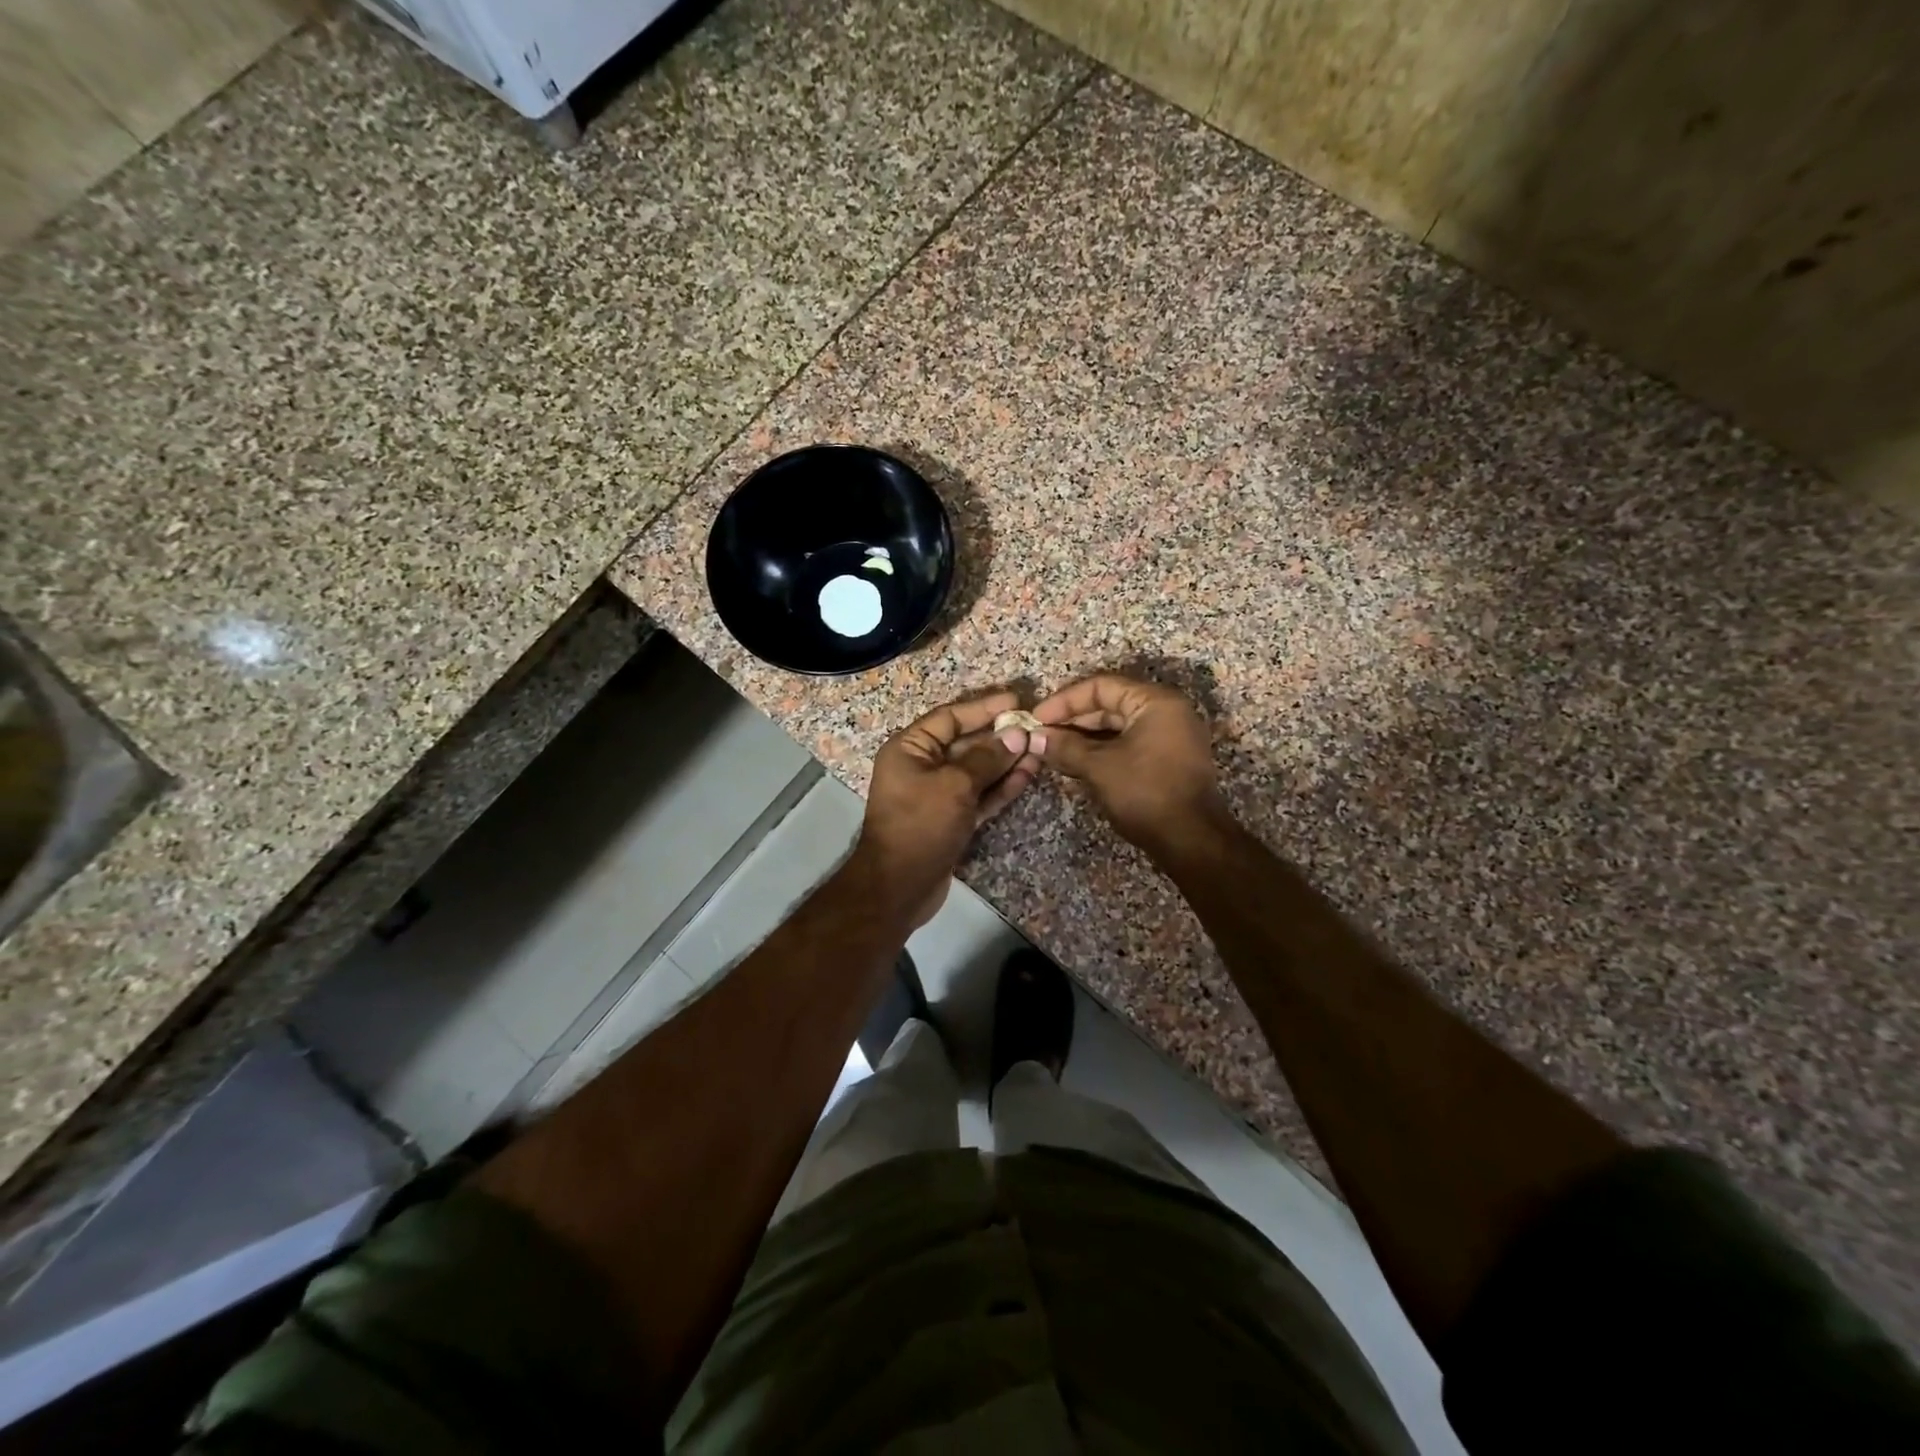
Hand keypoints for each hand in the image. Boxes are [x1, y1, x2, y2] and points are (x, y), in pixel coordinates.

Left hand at [849, 691, 1044, 927]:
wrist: (899, 887)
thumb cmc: (920, 824)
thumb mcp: (954, 785)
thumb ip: (986, 759)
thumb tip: (1016, 736)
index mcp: (909, 749)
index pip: (950, 718)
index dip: (983, 709)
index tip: (1015, 702)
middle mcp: (921, 767)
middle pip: (965, 744)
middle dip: (1000, 737)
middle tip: (1035, 728)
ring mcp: (937, 795)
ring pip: (976, 771)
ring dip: (1006, 762)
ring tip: (1039, 750)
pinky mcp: (952, 819)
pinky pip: (979, 795)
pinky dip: (1001, 787)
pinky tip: (1027, 774)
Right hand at [1033, 674, 1227, 855]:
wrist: (1190, 841)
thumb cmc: (1145, 793)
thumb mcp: (1099, 767)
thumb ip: (1065, 747)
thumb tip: (1034, 738)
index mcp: (1155, 702)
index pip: (1101, 687)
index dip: (1064, 701)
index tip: (1036, 718)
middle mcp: (1166, 712)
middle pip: (1109, 705)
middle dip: (1072, 721)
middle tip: (1040, 736)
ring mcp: (1169, 737)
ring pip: (1116, 728)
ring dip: (1083, 739)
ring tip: (1051, 751)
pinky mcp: (1166, 761)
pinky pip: (1127, 745)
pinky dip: (1100, 752)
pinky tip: (1073, 764)